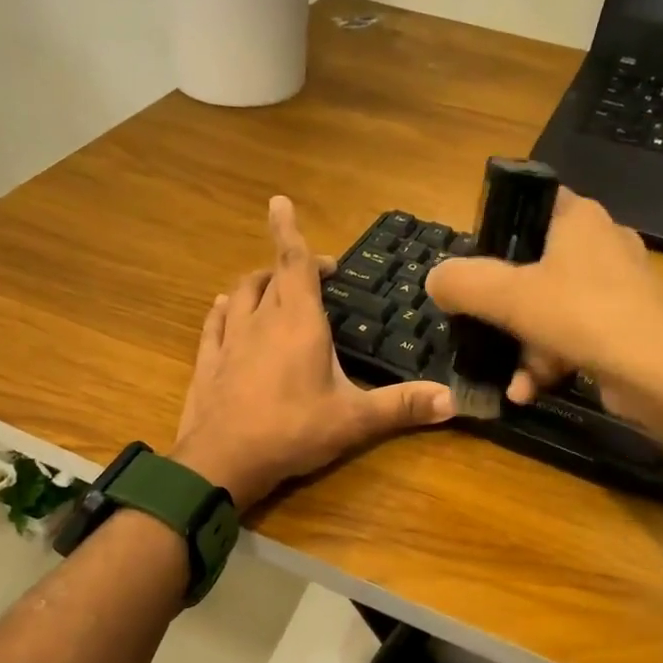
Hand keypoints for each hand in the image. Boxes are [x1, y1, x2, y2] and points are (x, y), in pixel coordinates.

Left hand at [172, 197, 454, 508]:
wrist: (223, 461)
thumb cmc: (293, 431)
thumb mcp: (354, 419)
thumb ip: (402, 406)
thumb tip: (453, 400)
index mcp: (299, 321)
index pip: (294, 262)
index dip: (288, 230)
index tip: (279, 201)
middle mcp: (261, 319)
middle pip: (271, 275)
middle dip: (290, 264)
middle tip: (315, 272)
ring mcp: (230, 339)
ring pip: (241, 293)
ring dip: (258, 282)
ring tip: (273, 284)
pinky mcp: (208, 360)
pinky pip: (215, 322)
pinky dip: (225, 308)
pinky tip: (225, 308)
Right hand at [425, 188, 662, 413]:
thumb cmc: (582, 315)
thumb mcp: (507, 296)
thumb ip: (463, 283)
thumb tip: (436, 280)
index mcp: (578, 218)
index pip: (530, 203)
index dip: (497, 228)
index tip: (471, 265)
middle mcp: (600, 244)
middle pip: (533, 266)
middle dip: (502, 308)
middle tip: (479, 327)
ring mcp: (616, 288)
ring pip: (549, 309)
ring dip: (522, 348)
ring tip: (509, 380)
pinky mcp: (624, 327)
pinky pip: (571, 337)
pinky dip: (547, 363)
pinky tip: (527, 392)